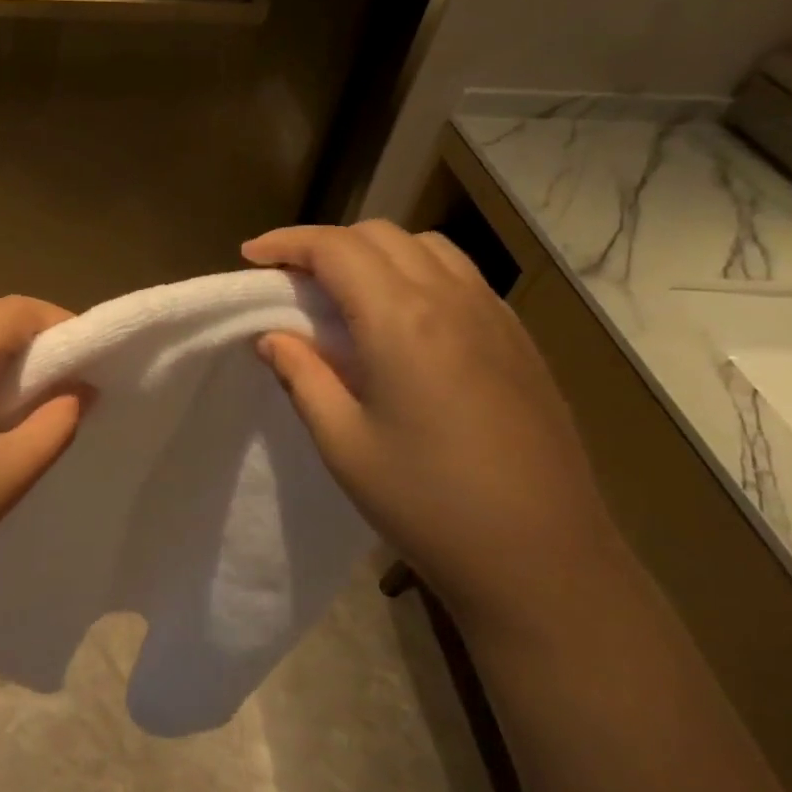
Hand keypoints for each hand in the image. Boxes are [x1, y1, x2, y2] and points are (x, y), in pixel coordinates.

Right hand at [245, 222, 623, 632]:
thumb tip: (272, 337)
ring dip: (374, 252)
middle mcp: (452, 299)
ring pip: (426, 247)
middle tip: (288, 278)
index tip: (251, 256)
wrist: (540, 556)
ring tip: (342, 291)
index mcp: (402, 320)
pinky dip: (416, 272)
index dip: (288, 243)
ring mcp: (494, 316)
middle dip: (326, 244)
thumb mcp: (343, 443)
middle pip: (381, 236)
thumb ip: (303, 376)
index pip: (336, 249)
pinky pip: (460, 276)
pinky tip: (401, 319)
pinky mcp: (519, 340)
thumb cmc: (426, 502)